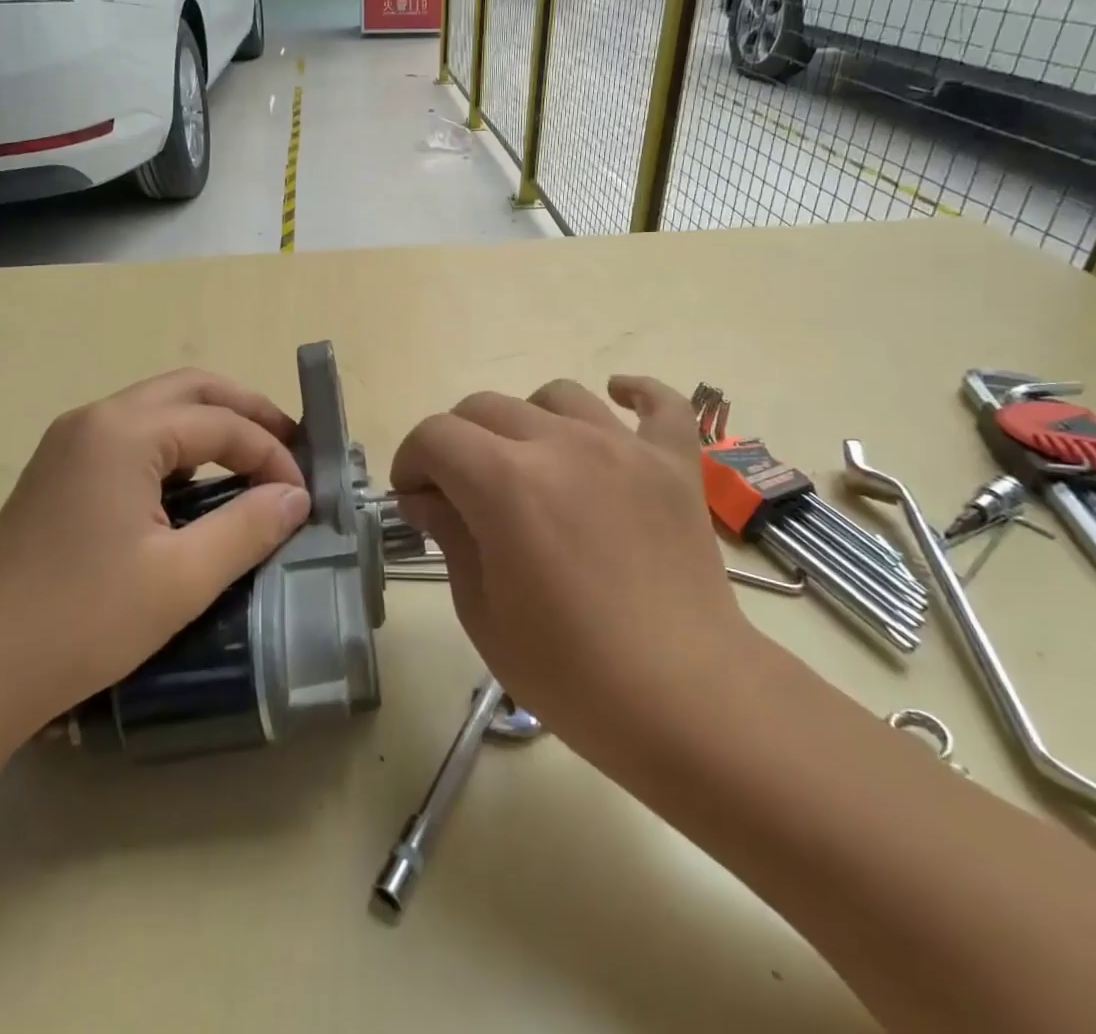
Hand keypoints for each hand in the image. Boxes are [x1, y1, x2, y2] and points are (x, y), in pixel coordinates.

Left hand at [0, 370, 311, 745]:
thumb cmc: (80, 621)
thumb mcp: (182, 579)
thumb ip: (248, 527)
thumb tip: (295, 497)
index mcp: (126, 433)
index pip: (222, 423)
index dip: (272, 454)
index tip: (302, 496)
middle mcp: (96, 420)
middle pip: (191, 390)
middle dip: (247, 412)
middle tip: (289, 446)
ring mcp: (70, 444)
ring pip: (159, 408)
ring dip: (211, 424)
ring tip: (252, 460)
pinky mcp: (58, 473)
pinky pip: (133, 437)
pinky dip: (178, 446)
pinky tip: (195, 486)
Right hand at [390, 376, 754, 766]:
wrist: (684, 701)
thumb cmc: (570, 671)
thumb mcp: (482, 611)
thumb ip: (449, 535)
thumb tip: (424, 497)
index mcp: (505, 482)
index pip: (435, 436)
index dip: (411, 460)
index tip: (412, 496)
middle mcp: (561, 444)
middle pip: (485, 407)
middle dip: (456, 441)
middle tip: (459, 489)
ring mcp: (623, 447)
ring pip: (556, 396)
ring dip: (526, 420)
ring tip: (529, 462)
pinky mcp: (674, 463)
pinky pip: (659, 403)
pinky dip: (636, 394)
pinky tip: (616, 401)